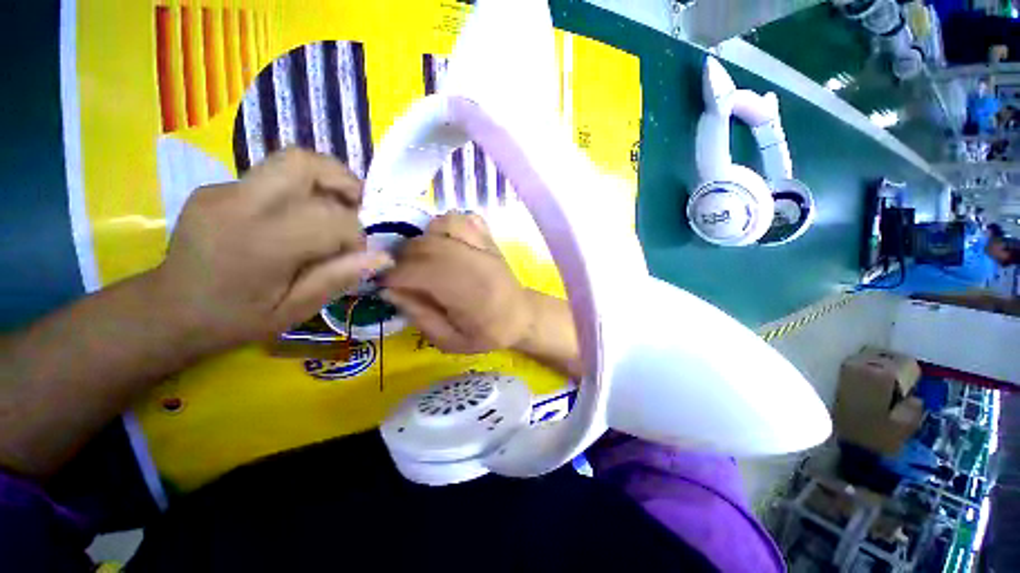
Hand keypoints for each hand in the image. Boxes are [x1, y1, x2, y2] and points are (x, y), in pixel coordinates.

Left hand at [154, 149, 390, 349]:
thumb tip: (383, 257)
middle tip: (357, 208)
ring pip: (290, 163)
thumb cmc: (236, 319)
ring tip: (332, 211)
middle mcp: (240, 204)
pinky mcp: (217, 187)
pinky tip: (293, 221)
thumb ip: (339, 278)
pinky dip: (297, 192)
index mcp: (262, 243)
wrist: (168, 310)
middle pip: (305, 163)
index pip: (332, 218)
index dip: (356, 235)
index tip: (354, 255)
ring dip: (324, 182)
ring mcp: (223, 190)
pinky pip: (271, 178)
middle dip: (344, 181)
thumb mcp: (295, 310)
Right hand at [382, 213, 533, 353]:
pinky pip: (462, 218)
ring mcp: (483, 246)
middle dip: (402, 259)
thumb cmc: (487, 333)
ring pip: (439, 226)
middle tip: (400, 274)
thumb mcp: (449, 341)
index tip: (383, 284)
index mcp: (464, 293)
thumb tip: (390, 290)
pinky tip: (446, 242)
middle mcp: (472, 262)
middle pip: (423, 246)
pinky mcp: (489, 238)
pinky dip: (446, 225)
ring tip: (424, 259)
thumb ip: (419, 316)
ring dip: (422, 241)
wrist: (522, 315)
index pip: (415, 272)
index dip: (391, 276)